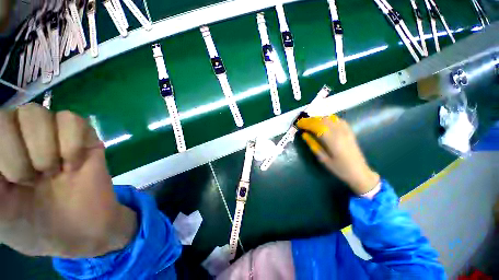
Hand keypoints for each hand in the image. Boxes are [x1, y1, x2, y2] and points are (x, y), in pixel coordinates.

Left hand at [0, 104, 135, 257]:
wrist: (82, 231)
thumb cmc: (34, 228)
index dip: (0, 150)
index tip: (8, 182)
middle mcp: (20, 136)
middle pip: (11, 114)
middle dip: (18, 154)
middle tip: (30, 181)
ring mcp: (53, 135)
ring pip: (39, 113)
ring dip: (44, 148)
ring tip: (53, 172)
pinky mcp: (83, 138)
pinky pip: (73, 120)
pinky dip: (72, 143)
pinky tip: (74, 163)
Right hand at [296, 115, 379, 194]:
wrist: (359, 172)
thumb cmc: (339, 168)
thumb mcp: (323, 159)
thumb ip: (313, 145)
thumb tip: (304, 134)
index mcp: (332, 140)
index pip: (316, 126)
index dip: (306, 123)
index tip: (298, 124)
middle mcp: (339, 132)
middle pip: (323, 120)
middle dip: (310, 120)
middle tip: (302, 123)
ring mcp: (346, 131)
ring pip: (330, 118)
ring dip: (318, 118)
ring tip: (310, 122)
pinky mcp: (349, 131)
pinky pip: (337, 120)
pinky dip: (328, 119)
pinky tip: (324, 122)